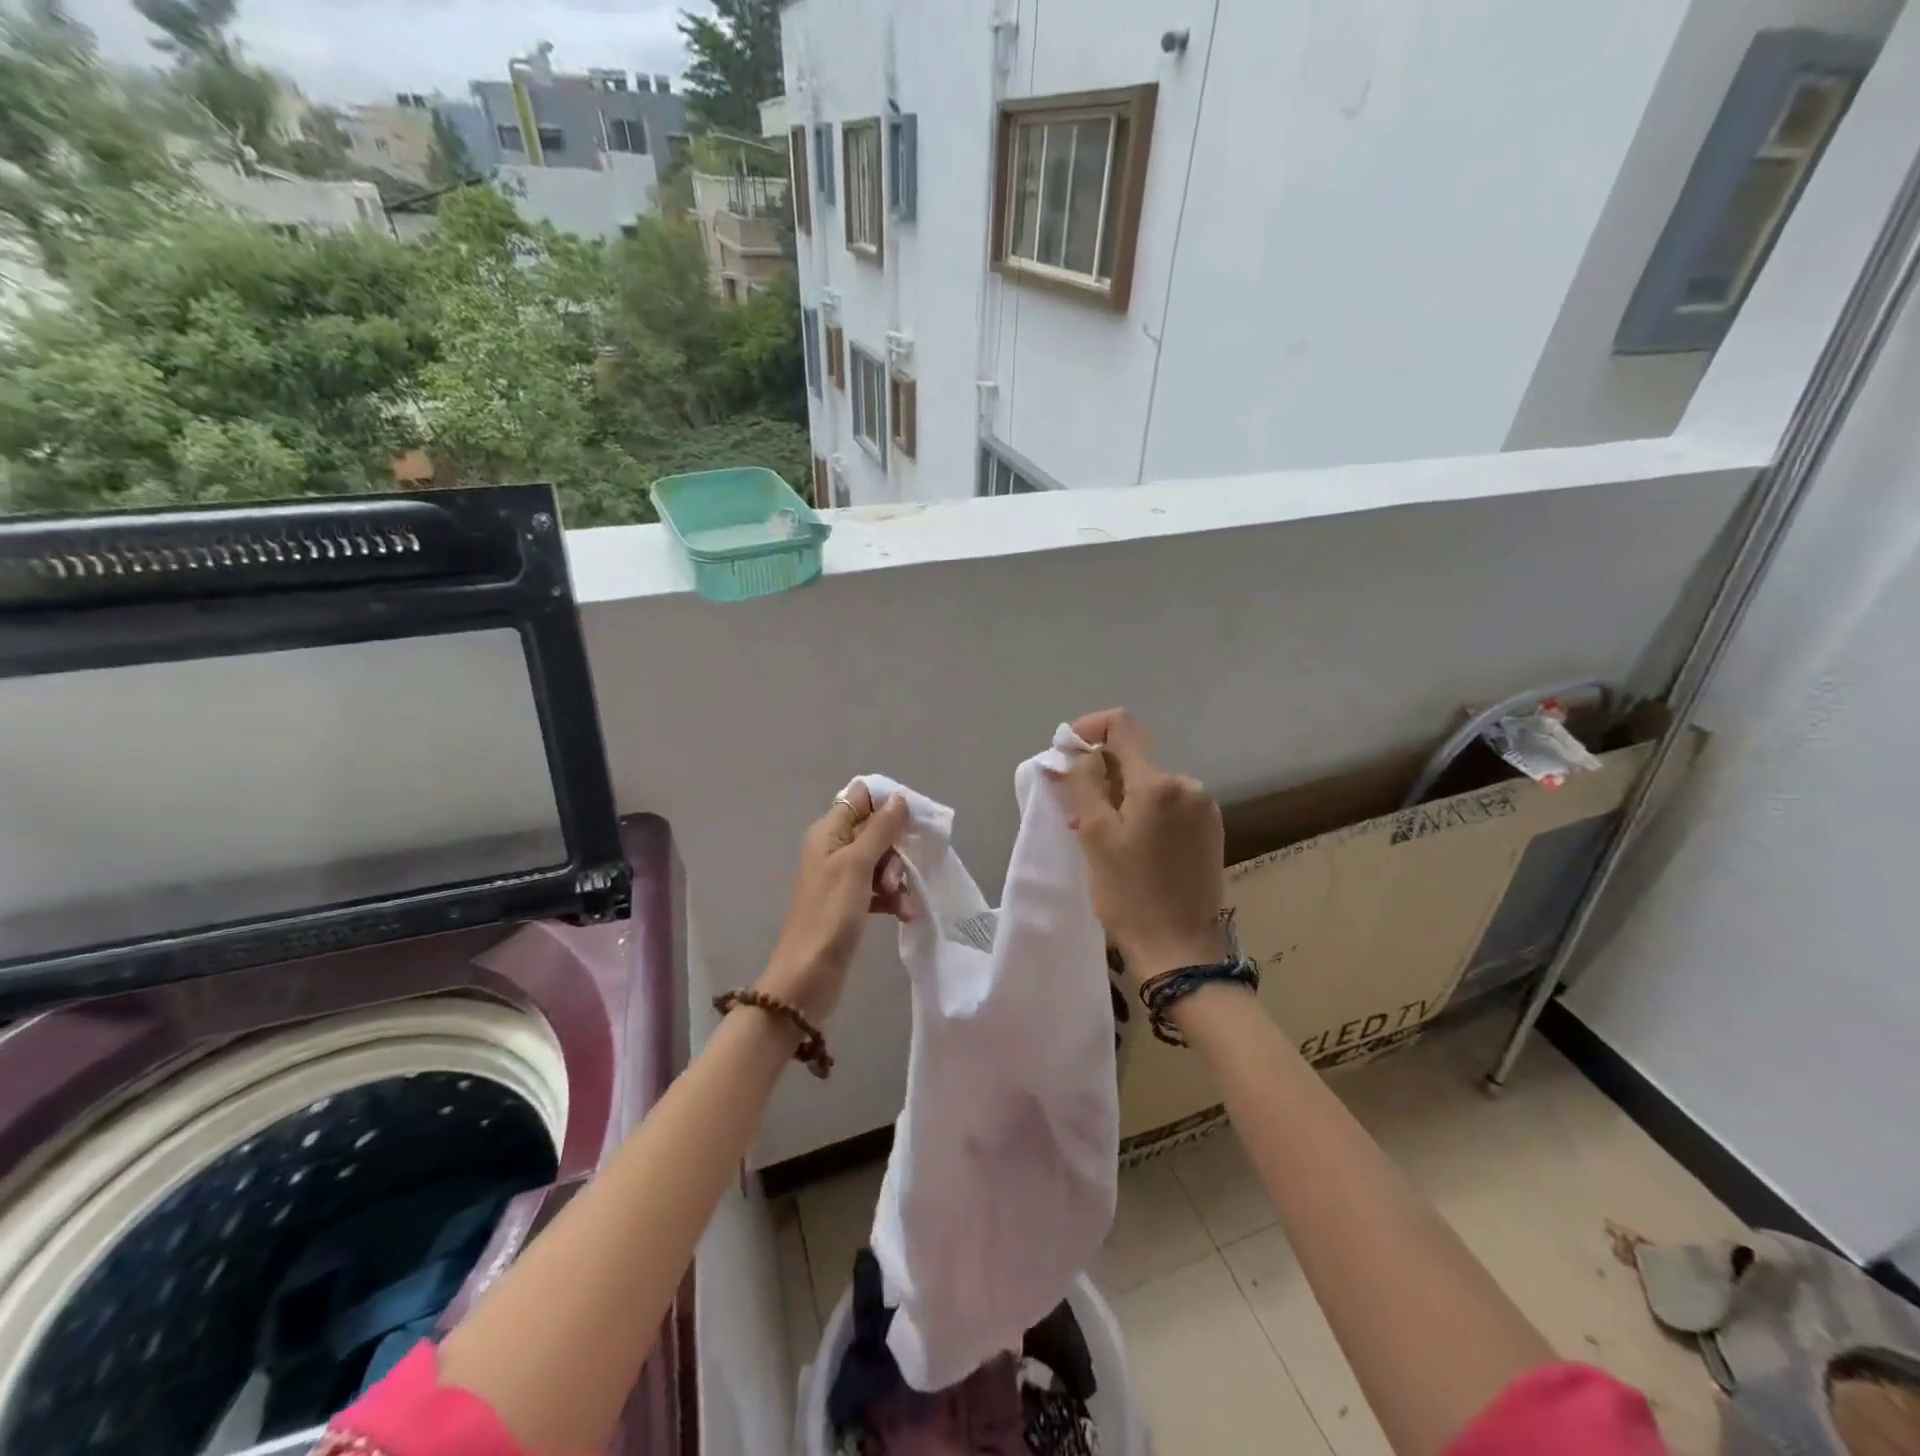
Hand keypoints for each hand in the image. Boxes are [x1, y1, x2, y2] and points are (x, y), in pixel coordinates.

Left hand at [758, 781, 913, 1021]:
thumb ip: (879, 829)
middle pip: (875, 831)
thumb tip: (898, 798)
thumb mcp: (857, 865)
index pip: (861, 798)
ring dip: (897, 878)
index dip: (888, 804)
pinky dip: (892, 898)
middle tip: (897, 876)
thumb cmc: (830, 914)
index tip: (913, 821)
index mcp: (828, 832)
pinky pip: (878, 888)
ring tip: (902, 902)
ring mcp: (842, 877)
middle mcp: (833, 848)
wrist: (808, 976)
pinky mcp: (850, 903)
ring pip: (881, 861)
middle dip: (895, 850)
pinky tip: (904, 914)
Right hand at [1051, 709, 1226, 981]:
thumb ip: (1084, 783)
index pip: (1122, 725)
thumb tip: (1077, 751)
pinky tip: (1131, 848)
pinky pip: (1168, 807)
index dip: (1089, 729)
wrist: (1181, 950)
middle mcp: (1187, 785)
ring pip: (1149, 786)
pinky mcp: (1210, 830)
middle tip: (1075, 814)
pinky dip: (1143, 815)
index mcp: (1158, 783)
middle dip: (1101, 777)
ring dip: (1120, 800)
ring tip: (1101, 839)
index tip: (1067, 754)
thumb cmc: (1129, 894)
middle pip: (1134, 760)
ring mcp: (1203, 808)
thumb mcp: (1095, 837)